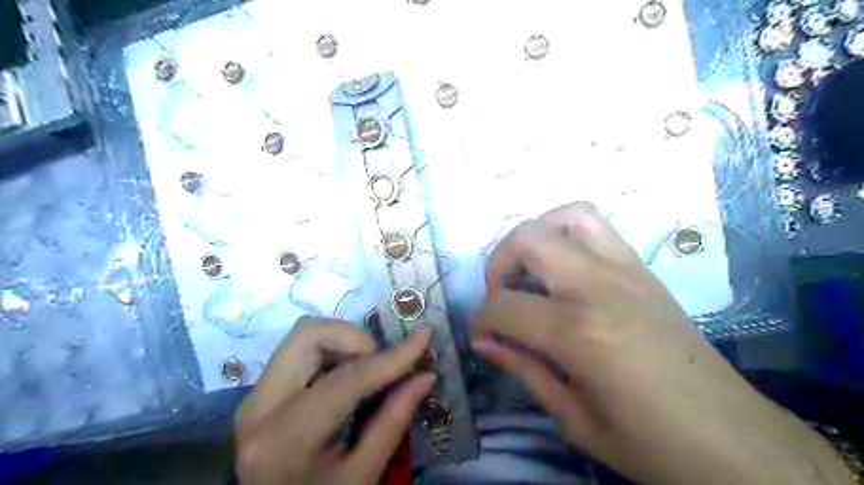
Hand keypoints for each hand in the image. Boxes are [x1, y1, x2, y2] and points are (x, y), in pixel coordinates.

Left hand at [234, 318, 430, 483]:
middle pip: (308, 335)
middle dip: (355, 338)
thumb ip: (392, 422)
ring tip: (366, 369)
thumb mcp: (361, 477)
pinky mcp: (259, 391)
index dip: (390, 357)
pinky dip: (331, 351)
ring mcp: (254, 395)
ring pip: (303, 336)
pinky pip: (299, 350)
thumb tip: (425, 375)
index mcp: (285, 439)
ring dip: (343, 342)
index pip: (345, 380)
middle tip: (380, 362)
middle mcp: (259, 406)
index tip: (423, 336)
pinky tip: (347, 376)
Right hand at [472, 203, 849, 484]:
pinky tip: (563, 268)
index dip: (481, 320)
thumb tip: (484, 341)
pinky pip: (598, 227)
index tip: (481, 336)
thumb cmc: (649, 441)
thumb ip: (523, 369)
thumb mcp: (573, 419)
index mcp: (577, 332)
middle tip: (499, 293)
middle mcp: (598, 286)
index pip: (503, 306)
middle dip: (498, 262)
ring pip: (567, 215)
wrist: (733, 439)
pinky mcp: (644, 269)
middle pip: (528, 239)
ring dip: (535, 235)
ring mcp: (626, 270)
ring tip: (529, 269)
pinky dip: (567, 233)